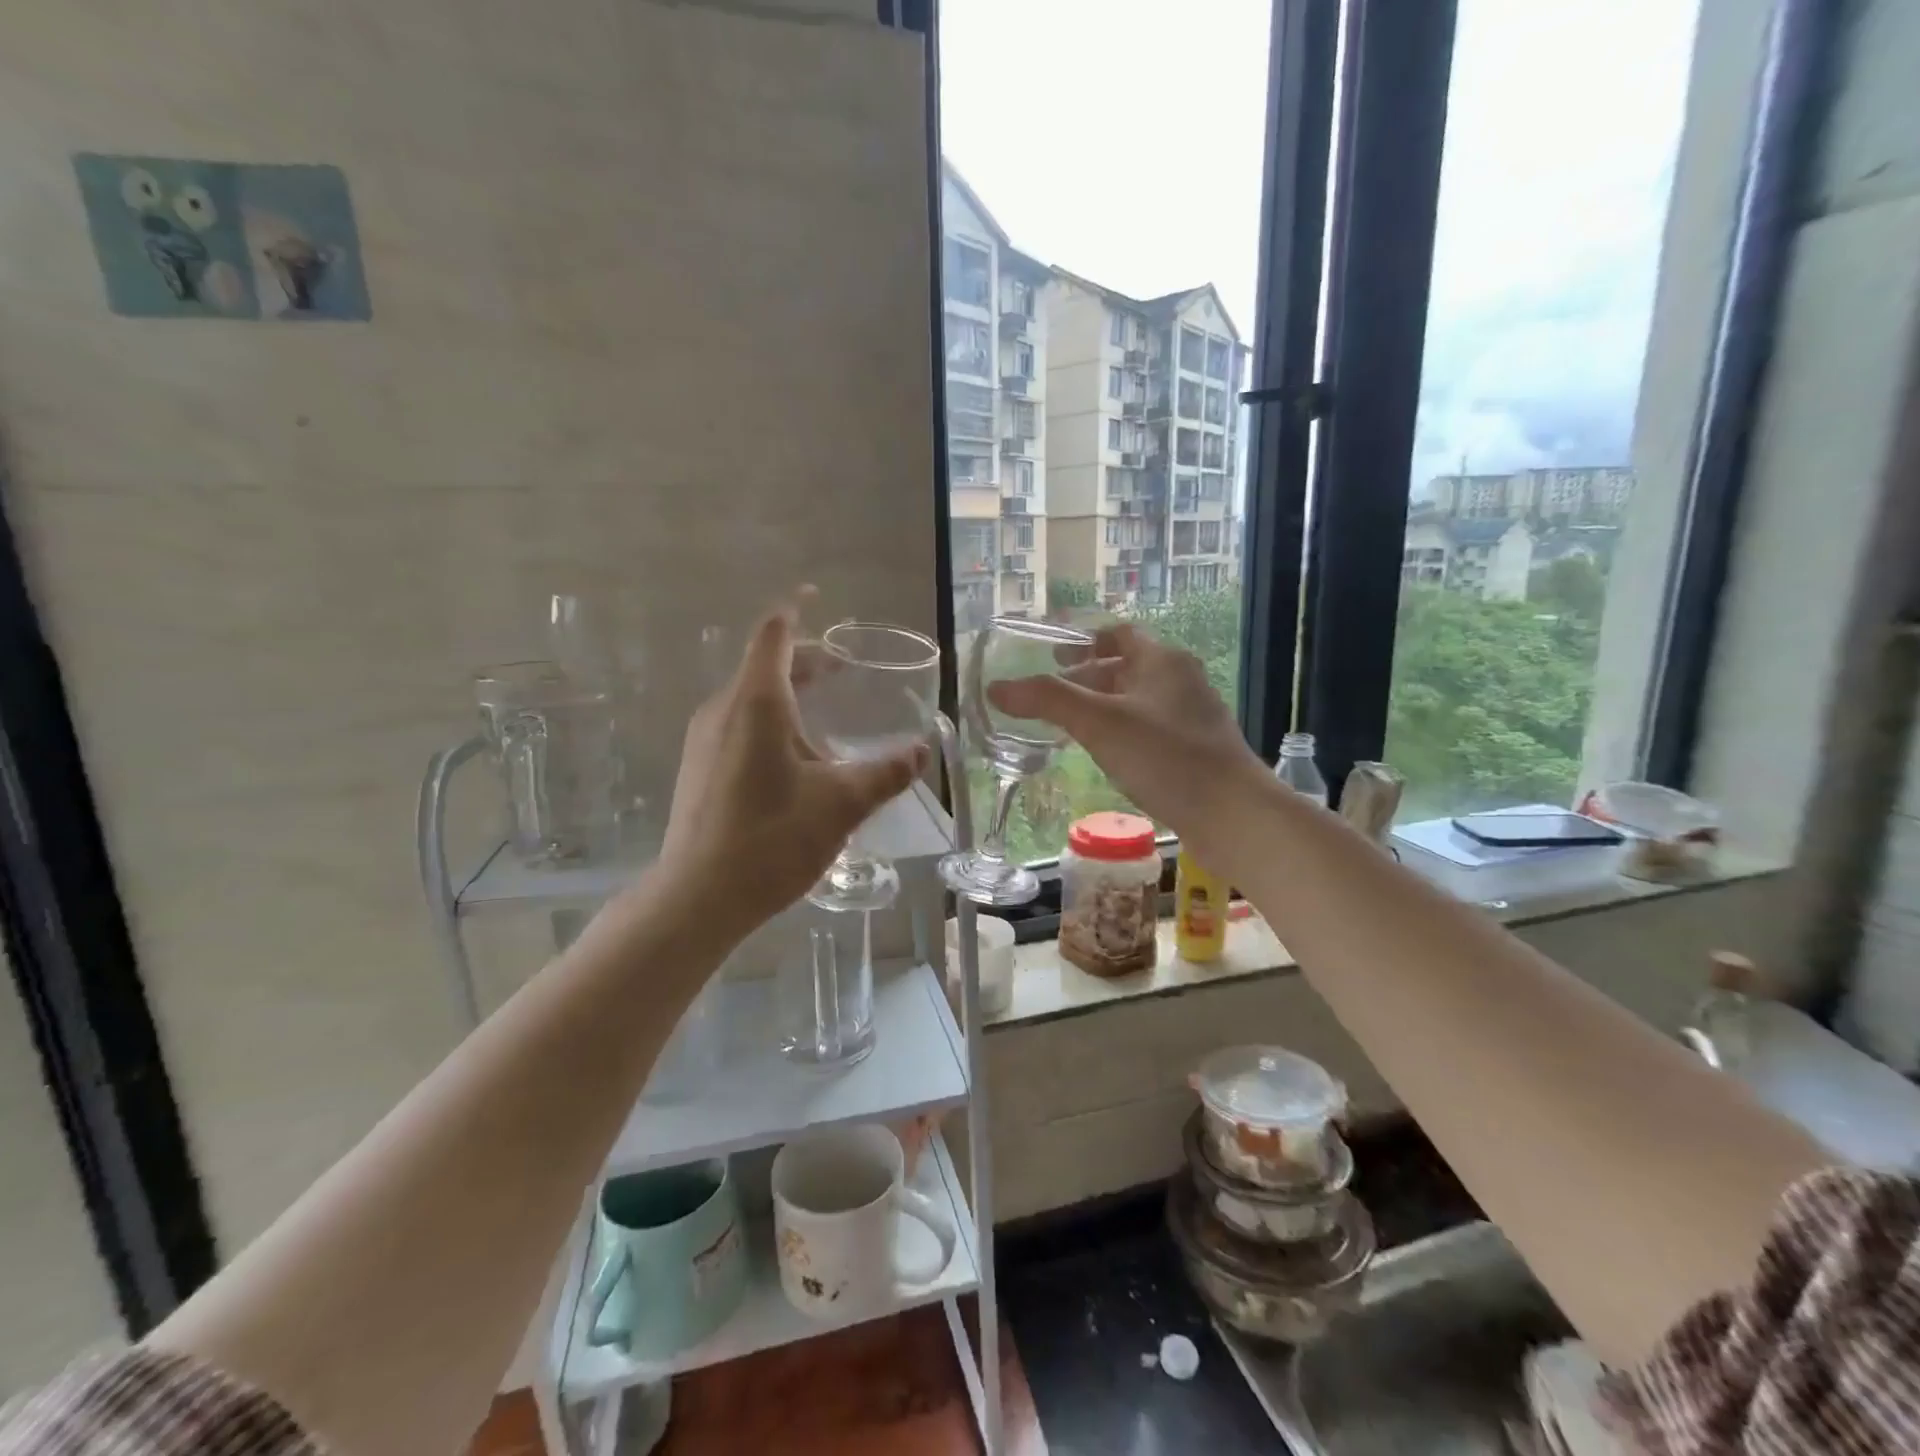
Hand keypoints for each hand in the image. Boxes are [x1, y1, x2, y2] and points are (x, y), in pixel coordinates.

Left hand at [660, 597, 926, 930]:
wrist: (699, 897)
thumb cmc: (772, 839)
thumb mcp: (842, 803)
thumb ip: (886, 773)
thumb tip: (921, 751)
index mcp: (756, 702)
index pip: (774, 634)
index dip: (795, 609)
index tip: (815, 596)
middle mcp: (724, 710)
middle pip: (765, 665)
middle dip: (806, 661)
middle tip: (844, 669)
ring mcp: (705, 740)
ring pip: (751, 698)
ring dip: (789, 695)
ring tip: (827, 717)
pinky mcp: (700, 769)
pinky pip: (740, 725)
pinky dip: (772, 721)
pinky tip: (797, 760)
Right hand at [988, 624, 1264, 850]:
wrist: (1233, 815)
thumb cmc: (1166, 757)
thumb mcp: (1099, 723)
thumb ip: (1047, 701)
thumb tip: (997, 688)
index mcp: (1163, 660)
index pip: (1120, 634)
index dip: (1084, 640)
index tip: (1053, 655)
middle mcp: (1181, 680)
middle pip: (1127, 667)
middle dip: (1087, 678)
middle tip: (1051, 697)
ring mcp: (1191, 717)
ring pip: (1137, 700)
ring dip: (1103, 707)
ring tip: (1069, 727)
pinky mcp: (1195, 751)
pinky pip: (1149, 729)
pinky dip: (1121, 732)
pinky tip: (1105, 756)